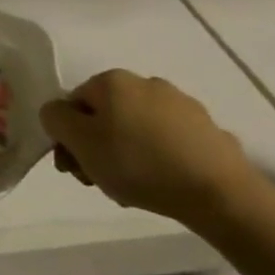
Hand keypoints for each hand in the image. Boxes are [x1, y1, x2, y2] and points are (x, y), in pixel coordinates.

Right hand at [39, 70, 258, 227]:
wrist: (219, 194)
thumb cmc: (137, 163)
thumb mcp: (79, 141)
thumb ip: (54, 118)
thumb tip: (58, 112)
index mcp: (112, 81)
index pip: (74, 103)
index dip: (68, 137)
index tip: (75, 168)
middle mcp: (147, 82)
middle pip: (106, 115)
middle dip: (97, 146)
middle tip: (100, 180)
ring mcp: (183, 106)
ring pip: (138, 129)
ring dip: (127, 153)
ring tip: (132, 188)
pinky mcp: (210, 131)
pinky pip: (171, 143)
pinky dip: (161, 158)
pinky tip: (163, 184)